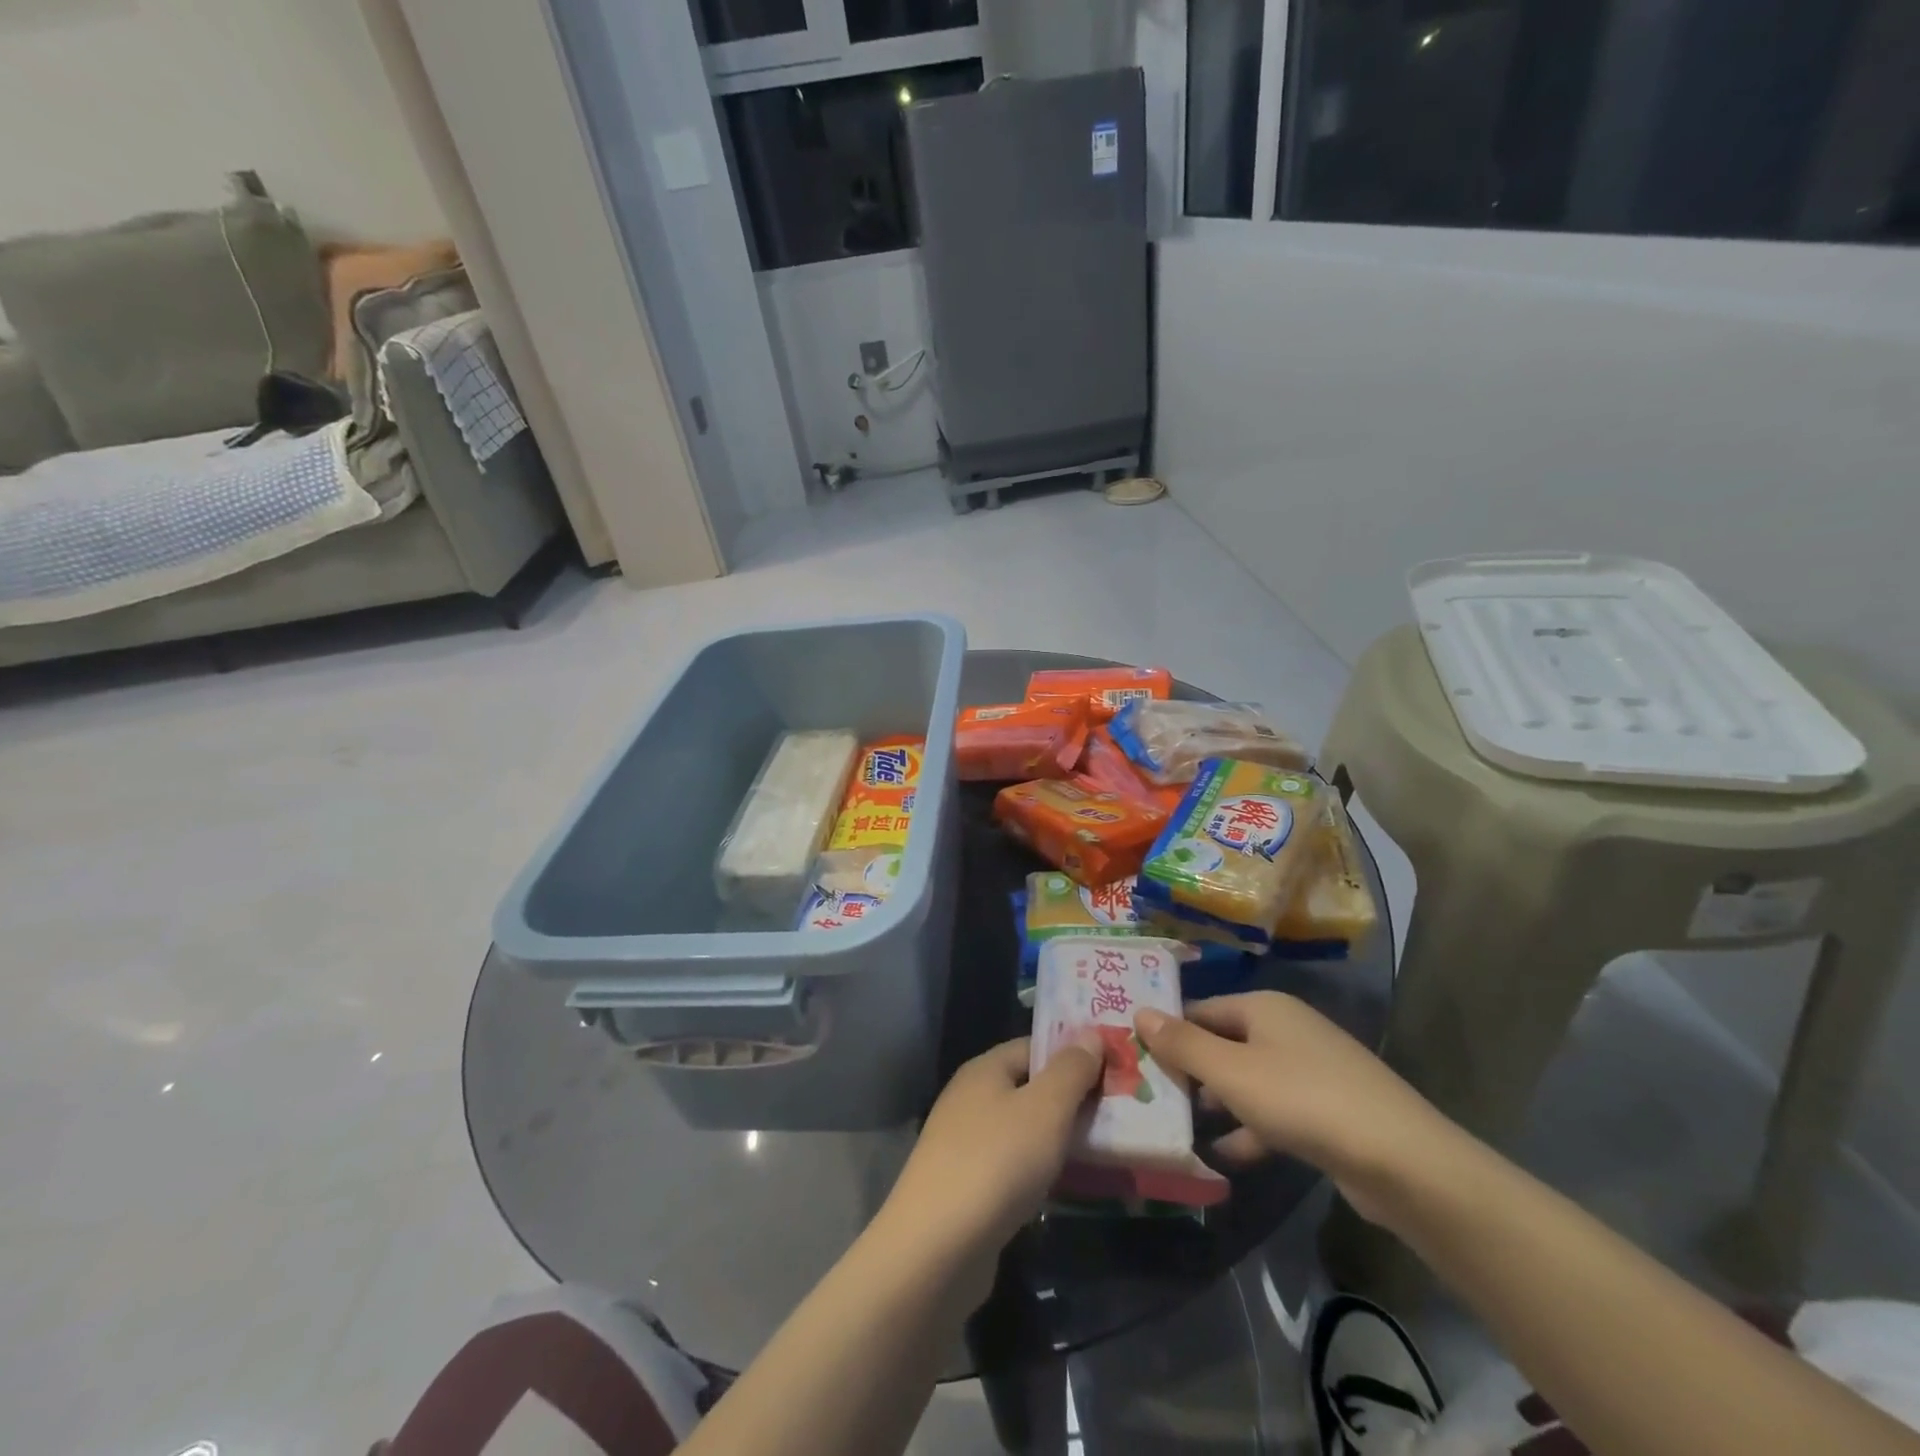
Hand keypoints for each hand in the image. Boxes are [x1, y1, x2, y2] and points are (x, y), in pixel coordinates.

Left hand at [881, 1034, 1102, 1262]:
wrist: (937, 1247)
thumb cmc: (997, 1162)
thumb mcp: (1045, 1108)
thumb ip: (1071, 1070)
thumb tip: (1091, 1035)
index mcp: (985, 1069)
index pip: (1035, 1047)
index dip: (1074, 1054)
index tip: (1114, 1070)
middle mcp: (970, 1098)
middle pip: (1029, 1087)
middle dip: (1071, 1099)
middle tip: (1118, 1113)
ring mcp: (964, 1143)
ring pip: (1022, 1128)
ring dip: (1057, 1138)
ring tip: (1102, 1150)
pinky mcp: (965, 1186)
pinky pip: (1012, 1164)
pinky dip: (1038, 1170)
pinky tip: (1063, 1187)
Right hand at [1135, 992, 1453, 1225]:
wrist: (1401, 1160)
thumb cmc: (1301, 1100)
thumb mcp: (1230, 1072)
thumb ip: (1182, 1044)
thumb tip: (1139, 1012)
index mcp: (1263, 1007)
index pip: (1201, 1010)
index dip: (1168, 1032)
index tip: (1136, 1058)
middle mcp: (1287, 1029)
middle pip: (1224, 1043)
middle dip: (1190, 1071)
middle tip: (1151, 1096)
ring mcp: (1311, 1070)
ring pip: (1248, 1080)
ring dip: (1218, 1103)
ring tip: (1181, 1127)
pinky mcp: (1328, 1110)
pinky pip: (1275, 1111)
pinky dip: (1250, 1129)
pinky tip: (1226, 1155)